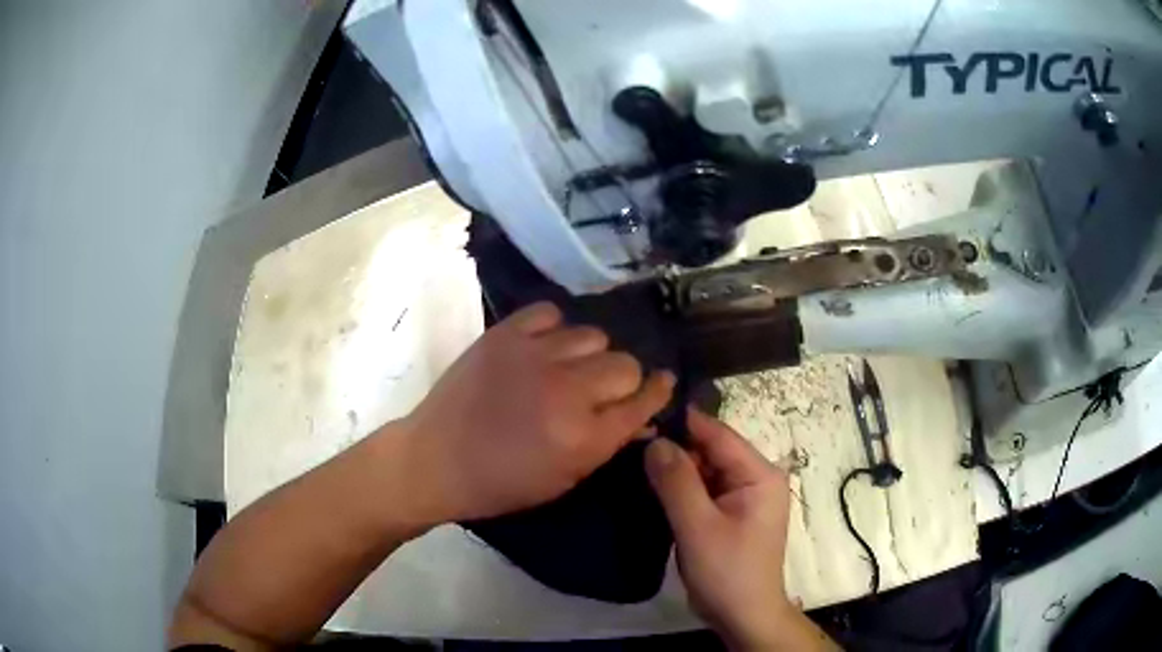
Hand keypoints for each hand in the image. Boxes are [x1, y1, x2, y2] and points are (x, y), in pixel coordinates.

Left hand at [401, 302, 674, 522]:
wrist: (435, 459)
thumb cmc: (501, 483)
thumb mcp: (564, 478)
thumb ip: (607, 443)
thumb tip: (641, 416)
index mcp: (584, 437)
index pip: (643, 401)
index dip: (658, 392)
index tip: (663, 383)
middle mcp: (567, 391)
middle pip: (625, 364)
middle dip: (622, 380)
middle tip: (600, 391)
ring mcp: (534, 356)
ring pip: (594, 335)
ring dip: (590, 355)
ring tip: (569, 368)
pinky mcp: (504, 334)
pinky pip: (551, 313)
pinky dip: (554, 329)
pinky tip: (543, 347)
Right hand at [646, 408, 827, 650]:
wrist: (742, 616)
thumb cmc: (727, 571)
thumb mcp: (698, 527)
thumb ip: (677, 482)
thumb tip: (654, 440)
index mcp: (760, 475)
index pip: (719, 435)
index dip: (683, 424)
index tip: (642, 416)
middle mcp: (756, 479)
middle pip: (711, 451)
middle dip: (675, 450)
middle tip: (630, 446)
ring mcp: (743, 498)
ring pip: (705, 471)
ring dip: (675, 471)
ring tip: (634, 464)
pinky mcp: (729, 515)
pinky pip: (703, 491)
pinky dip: (680, 490)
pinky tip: (652, 489)